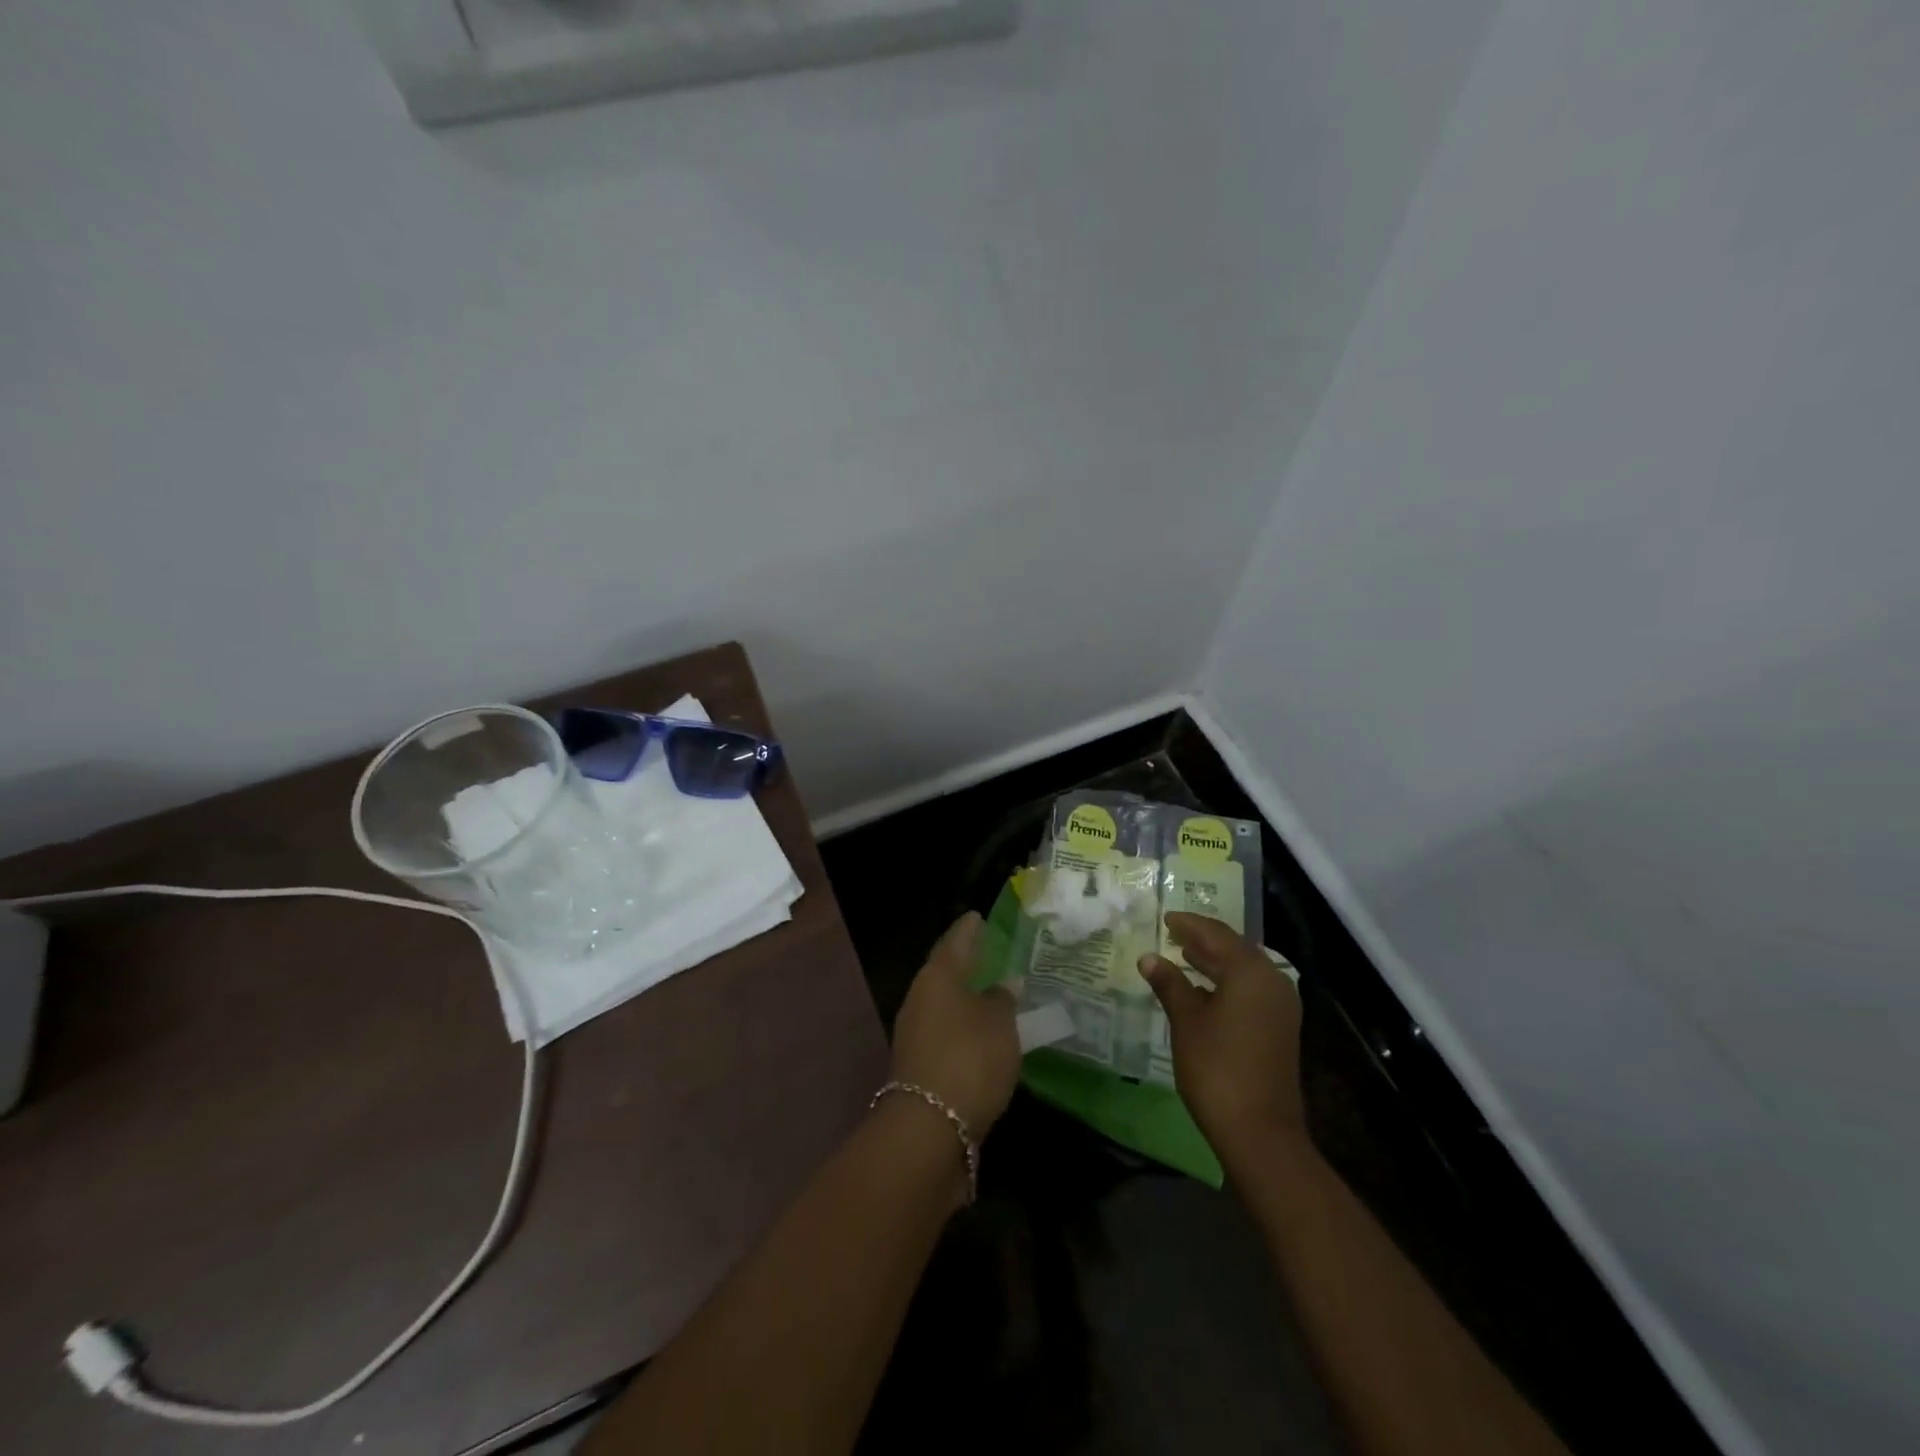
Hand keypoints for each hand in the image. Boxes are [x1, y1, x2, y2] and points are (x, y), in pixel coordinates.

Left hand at [889, 912, 1020, 1134]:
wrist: (929, 1128)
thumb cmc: (969, 1058)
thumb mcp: (999, 1024)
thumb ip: (1003, 999)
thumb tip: (1005, 983)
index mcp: (937, 977)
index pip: (955, 942)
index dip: (969, 929)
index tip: (978, 916)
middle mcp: (920, 999)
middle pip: (945, 973)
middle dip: (967, 963)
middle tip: (990, 952)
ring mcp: (915, 1034)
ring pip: (945, 1004)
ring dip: (966, 998)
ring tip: (994, 993)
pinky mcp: (920, 1065)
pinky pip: (946, 1032)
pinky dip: (964, 1026)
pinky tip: (983, 1033)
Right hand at [1140, 912, 1306, 1167]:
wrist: (1260, 1131)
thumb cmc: (1217, 1067)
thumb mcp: (1186, 1021)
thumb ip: (1169, 984)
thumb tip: (1149, 958)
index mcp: (1250, 971)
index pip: (1216, 934)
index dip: (1189, 924)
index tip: (1165, 918)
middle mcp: (1271, 980)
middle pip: (1234, 948)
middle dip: (1203, 940)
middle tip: (1172, 933)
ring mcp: (1280, 1006)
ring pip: (1243, 970)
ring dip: (1214, 961)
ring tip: (1183, 955)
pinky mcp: (1279, 1027)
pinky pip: (1250, 989)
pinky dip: (1226, 982)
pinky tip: (1202, 989)